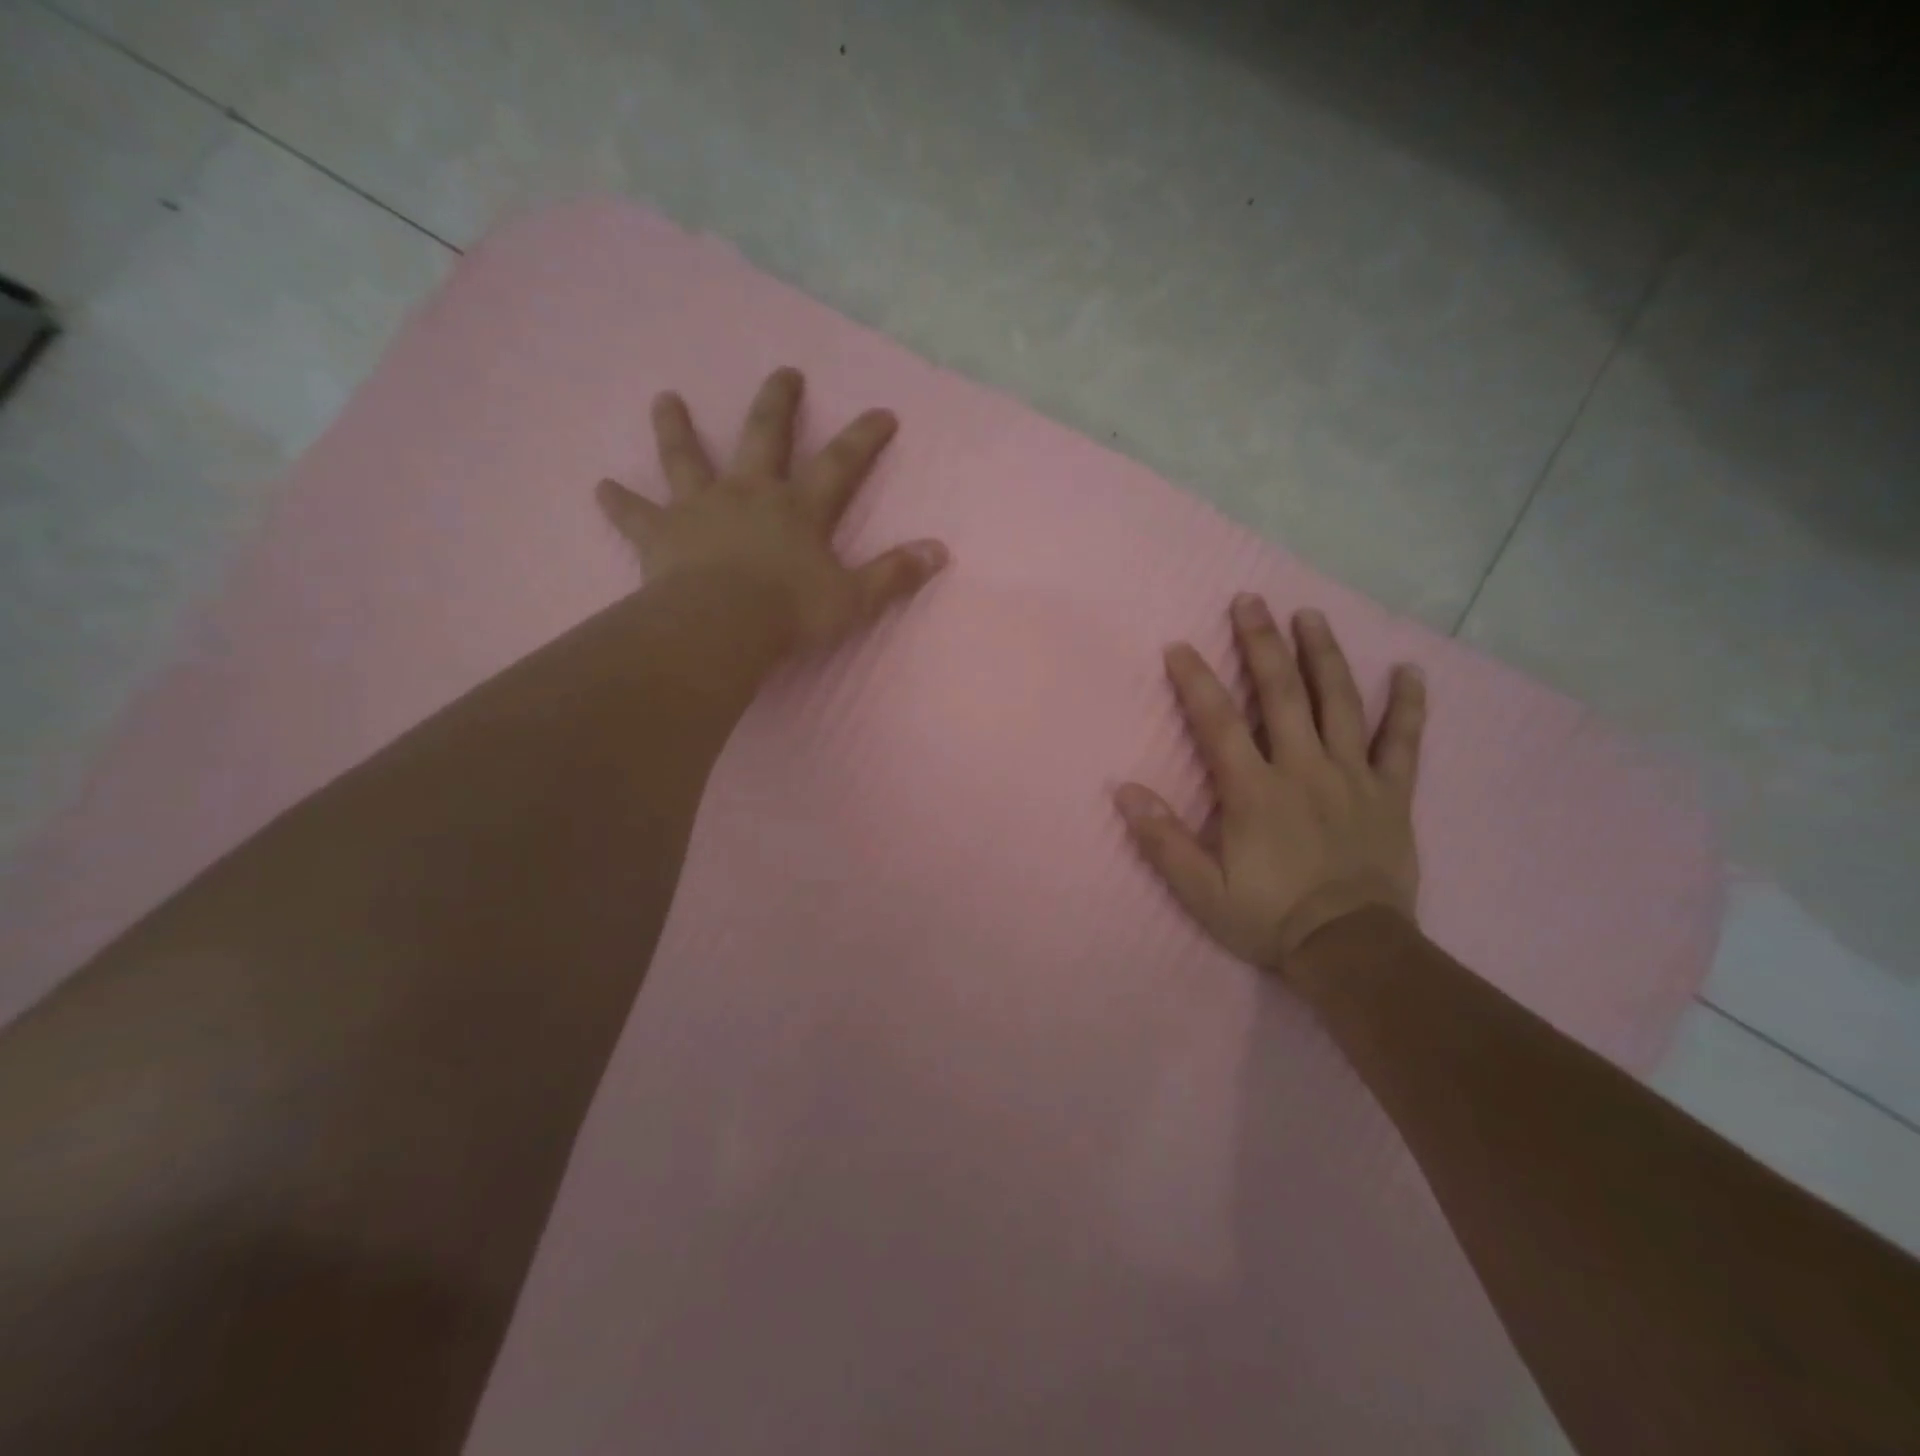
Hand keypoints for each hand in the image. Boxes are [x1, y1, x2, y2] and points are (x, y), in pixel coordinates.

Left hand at [596, 367, 948, 653]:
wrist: (722, 627)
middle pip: (764, 436)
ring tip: (665, 399)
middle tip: (784, 372)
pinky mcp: (661, 534)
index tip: (882, 412)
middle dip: (778, 402)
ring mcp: (701, 508)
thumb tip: (941, 551)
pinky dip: (618, 503)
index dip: (865, 437)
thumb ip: (895, 574)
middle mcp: (750, 493)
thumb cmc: (790, 613)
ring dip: (677, 428)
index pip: (841, 463)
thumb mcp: (854, 599)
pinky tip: (599, 488)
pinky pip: (634, 514)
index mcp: (799, 508)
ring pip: (687, 458)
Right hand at [1114, 595, 1426, 980]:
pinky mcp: (1392, 793)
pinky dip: (1408, 705)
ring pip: (1339, 703)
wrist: (1352, 951)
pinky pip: (1404, 742)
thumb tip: (1125, 791)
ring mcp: (1353, 777)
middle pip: (1281, 694)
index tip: (1180, 646)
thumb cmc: (1270, 919)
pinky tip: (1409, 670)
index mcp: (1255, 791)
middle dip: (1262, 643)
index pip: (1219, 723)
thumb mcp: (1202, 891)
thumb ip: (1164, 840)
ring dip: (1323, 655)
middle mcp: (1304, 769)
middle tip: (1250, 600)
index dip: (1196, 681)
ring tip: (1310, 615)